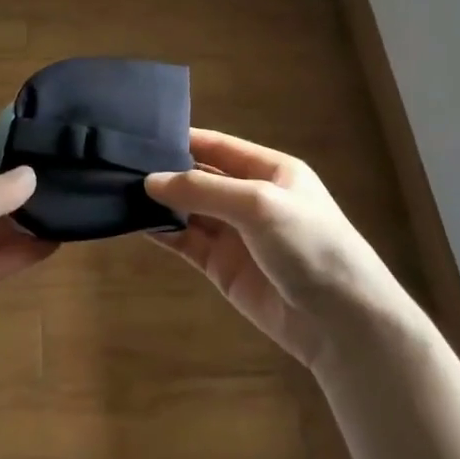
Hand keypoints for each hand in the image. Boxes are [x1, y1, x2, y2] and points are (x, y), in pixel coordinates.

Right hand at [143, 130, 415, 368]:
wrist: (342, 323)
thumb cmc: (309, 245)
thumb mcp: (259, 205)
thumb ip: (204, 190)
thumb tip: (151, 180)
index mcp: (270, 170)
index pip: (218, 146)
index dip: (182, 139)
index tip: (139, 135)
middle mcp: (250, 197)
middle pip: (199, 177)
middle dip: (165, 172)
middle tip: (117, 164)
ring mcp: (235, 233)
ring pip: (188, 209)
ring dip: (159, 203)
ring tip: (117, 191)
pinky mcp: (222, 266)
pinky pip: (186, 241)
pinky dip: (163, 231)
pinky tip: (136, 222)